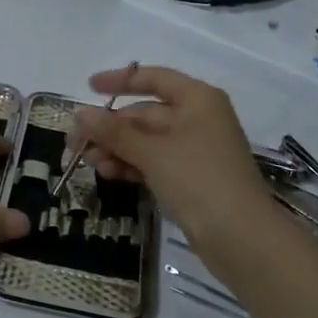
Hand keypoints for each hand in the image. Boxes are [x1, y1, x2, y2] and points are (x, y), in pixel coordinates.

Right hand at [69, 65, 275, 274]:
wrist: (242, 238)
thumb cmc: (199, 180)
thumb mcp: (152, 152)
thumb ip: (114, 131)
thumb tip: (80, 113)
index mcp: (197, 99)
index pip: (154, 78)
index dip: (120, 80)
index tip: (89, 87)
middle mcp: (198, 118)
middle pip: (146, 113)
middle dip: (110, 127)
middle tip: (75, 142)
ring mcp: (196, 149)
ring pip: (147, 140)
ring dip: (116, 148)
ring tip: (86, 162)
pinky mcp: (192, 178)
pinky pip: (155, 162)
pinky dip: (131, 165)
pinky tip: (107, 173)